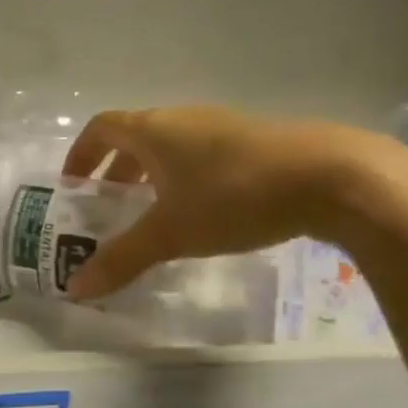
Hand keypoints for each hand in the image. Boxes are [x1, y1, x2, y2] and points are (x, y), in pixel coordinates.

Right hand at [59, 107, 388, 299]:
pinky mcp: (256, 141)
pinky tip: (206, 210)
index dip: (81, 154)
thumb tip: (75, 289)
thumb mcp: (171, 233)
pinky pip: (203, 153)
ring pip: (172, 145)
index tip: (73, 185)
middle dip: (116, 169)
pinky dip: (187, 176)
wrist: (334, 177)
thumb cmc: (234, 196)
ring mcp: (222, 126)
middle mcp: (182, 118)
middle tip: (110, 204)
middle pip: (135, 136)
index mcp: (153, 130)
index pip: (101, 128)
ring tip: (156, 211)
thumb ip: (122, 258)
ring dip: (153, 173)